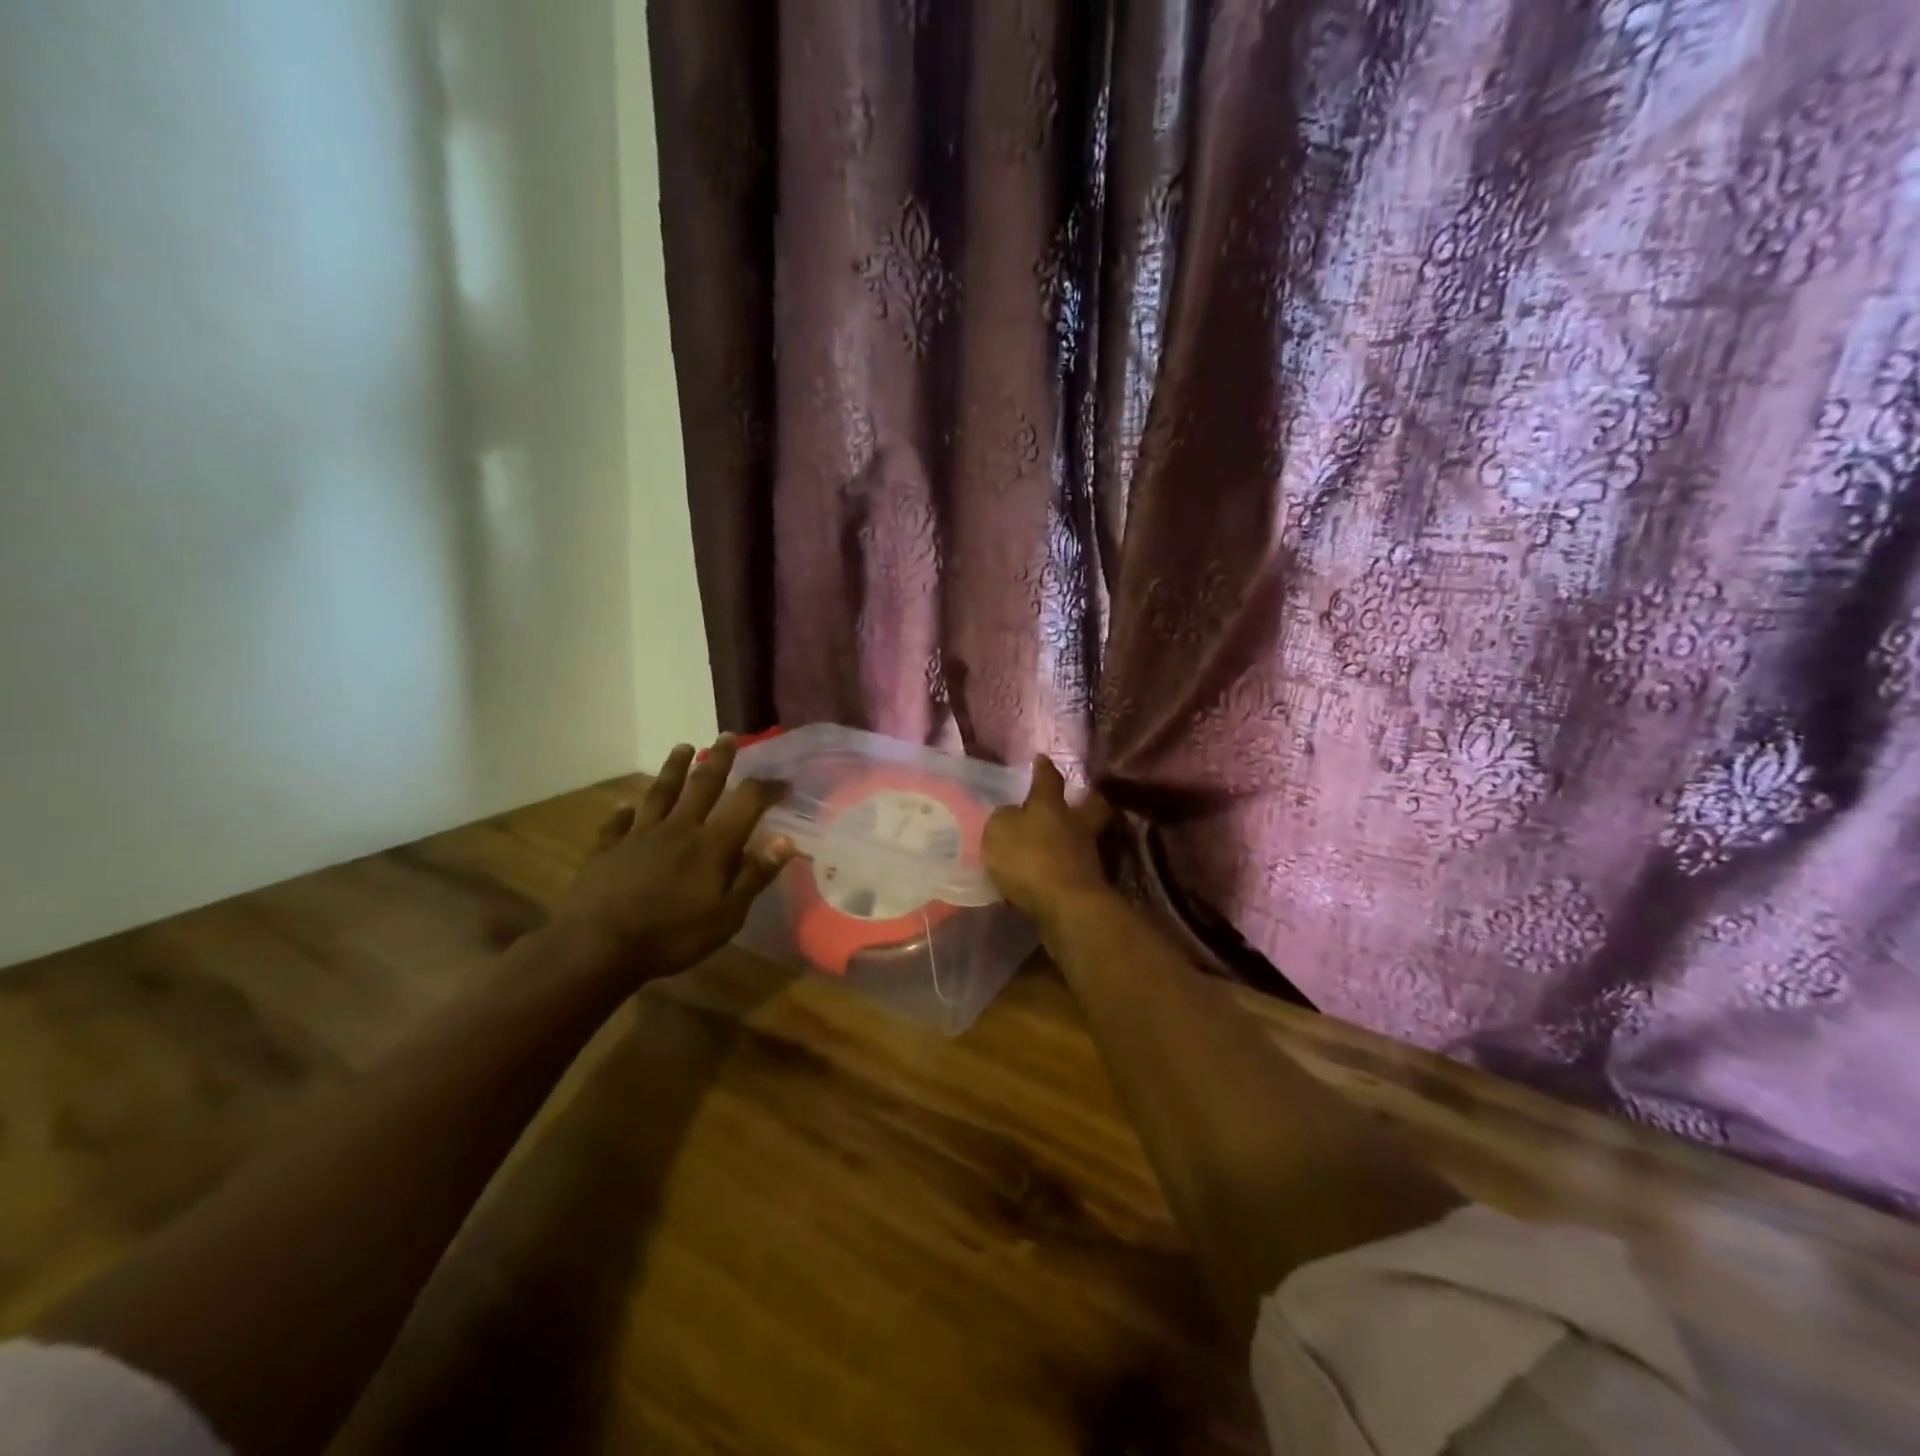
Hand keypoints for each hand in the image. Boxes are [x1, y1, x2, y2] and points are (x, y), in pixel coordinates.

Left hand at [552, 735, 794, 982]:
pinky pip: (618, 823)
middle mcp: (678, 828)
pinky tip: (625, 806)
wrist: (597, 947)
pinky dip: (624, 812)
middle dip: (718, 759)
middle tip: (727, 736)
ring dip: (674, 769)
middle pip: (702, 785)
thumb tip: (786, 840)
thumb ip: (754, 875)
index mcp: (712, 844)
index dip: (766, 788)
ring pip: (660, 792)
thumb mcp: (726, 916)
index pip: (746, 802)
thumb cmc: (671, 936)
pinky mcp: (608, 849)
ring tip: (682, 747)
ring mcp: (639, 835)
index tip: (782, 782)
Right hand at [982, 755, 1115, 930]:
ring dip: (1073, 836)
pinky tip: (1052, 871)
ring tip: (1056, 841)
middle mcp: (1075, 824)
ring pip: (1085, 836)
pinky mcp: (1088, 884)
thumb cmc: (1030, 858)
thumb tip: (1011, 816)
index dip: (1043, 768)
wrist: (1066, 906)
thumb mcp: (999, 831)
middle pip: (1090, 805)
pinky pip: (1075, 866)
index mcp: (1051, 805)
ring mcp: (1086, 854)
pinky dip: (1065, 865)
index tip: (1042, 758)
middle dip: (1085, 799)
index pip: (1048, 779)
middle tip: (1077, 797)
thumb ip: (1003, 820)